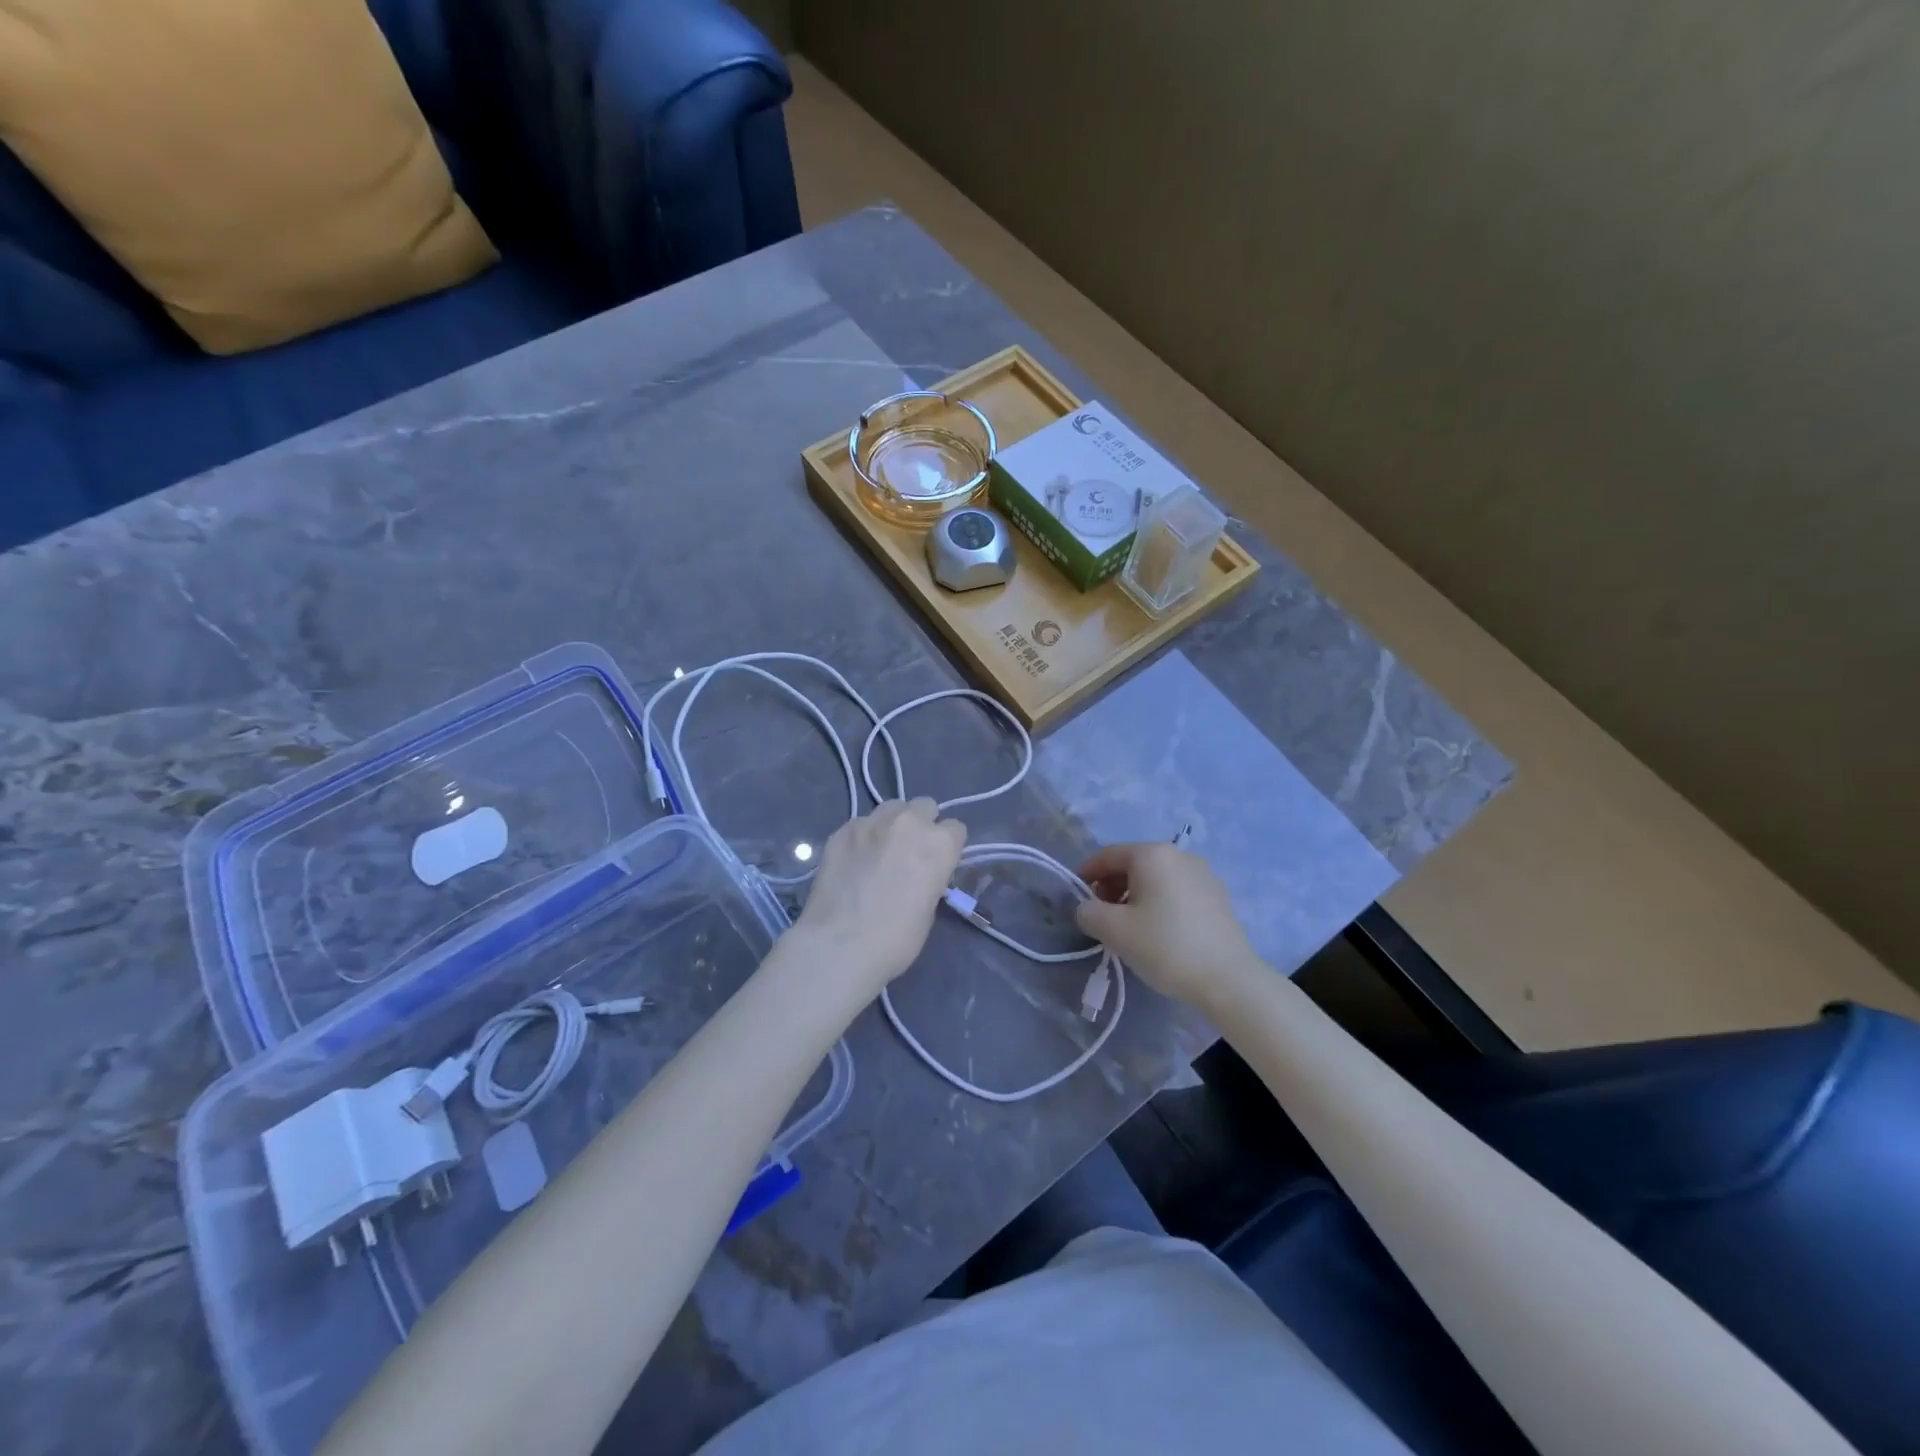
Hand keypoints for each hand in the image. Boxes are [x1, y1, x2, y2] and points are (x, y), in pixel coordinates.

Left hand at [791, 798, 966, 998]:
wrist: (839, 946)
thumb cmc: (896, 939)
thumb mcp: (929, 909)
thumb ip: (930, 877)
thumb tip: (920, 873)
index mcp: (939, 844)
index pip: (956, 829)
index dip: (948, 846)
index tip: (939, 863)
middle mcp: (908, 823)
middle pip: (925, 806)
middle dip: (923, 824)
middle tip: (911, 852)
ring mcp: (871, 822)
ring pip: (892, 808)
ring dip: (893, 824)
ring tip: (882, 850)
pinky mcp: (842, 830)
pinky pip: (861, 823)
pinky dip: (864, 837)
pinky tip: (854, 860)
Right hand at [1075, 843, 1258, 1008]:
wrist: (1228, 979)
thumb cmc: (1165, 946)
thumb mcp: (1114, 930)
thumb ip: (1088, 912)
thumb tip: (1088, 908)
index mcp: (1152, 855)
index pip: (1108, 855)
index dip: (1087, 873)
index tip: (1076, 897)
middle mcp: (1179, 855)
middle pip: (1133, 864)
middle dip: (1111, 886)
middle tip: (1101, 916)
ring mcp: (1203, 874)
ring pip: (1156, 878)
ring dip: (1135, 895)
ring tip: (1128, 927)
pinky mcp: (1217, 896)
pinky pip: (1176, 890)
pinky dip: (1159, 902)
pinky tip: (1158, 931)